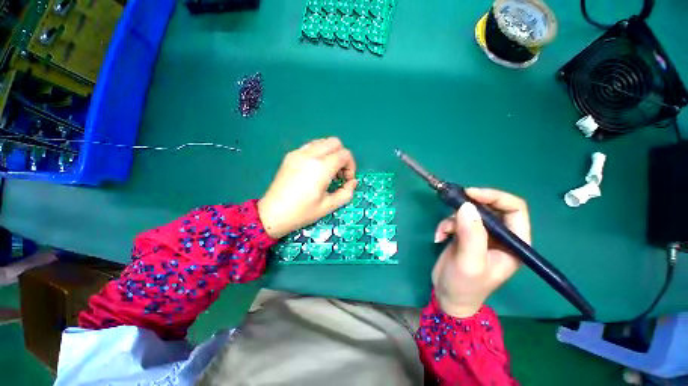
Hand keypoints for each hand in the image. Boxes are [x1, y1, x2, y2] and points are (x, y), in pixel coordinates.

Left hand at [258, 137, 356, 238]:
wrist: (272, 214)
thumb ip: (346, 193)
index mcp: (321, 167)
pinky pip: (310, 146)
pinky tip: (314, 169)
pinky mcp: (290, 155)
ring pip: (322, 141)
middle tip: (339, 174)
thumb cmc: (302, 212)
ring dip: (331, 153)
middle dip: (342, 156)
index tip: (346, 180)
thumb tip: (353, 182)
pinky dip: (319, 152)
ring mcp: (298, 153)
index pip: (345, 154)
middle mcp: (310, 154)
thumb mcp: (328, 206)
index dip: (351, 166)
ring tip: (327, 171)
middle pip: (335, 142)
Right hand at [432, 188, 530, 317]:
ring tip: (443, 233)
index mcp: (514, 243)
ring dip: (452, 219)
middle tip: (452, 204)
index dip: (495, 197)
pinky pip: (456, 220)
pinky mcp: (465, 236)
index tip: (470, 194)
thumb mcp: (470, 262)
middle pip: (490, 207)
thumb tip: (466, 205)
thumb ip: (471, 234)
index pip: (515, 209)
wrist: (447, 296)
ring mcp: (482, 235)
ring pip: (469, 213)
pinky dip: (445, 226)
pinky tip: (438, 238)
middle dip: (470, 205)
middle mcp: (501, 236)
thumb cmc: (465, 285)